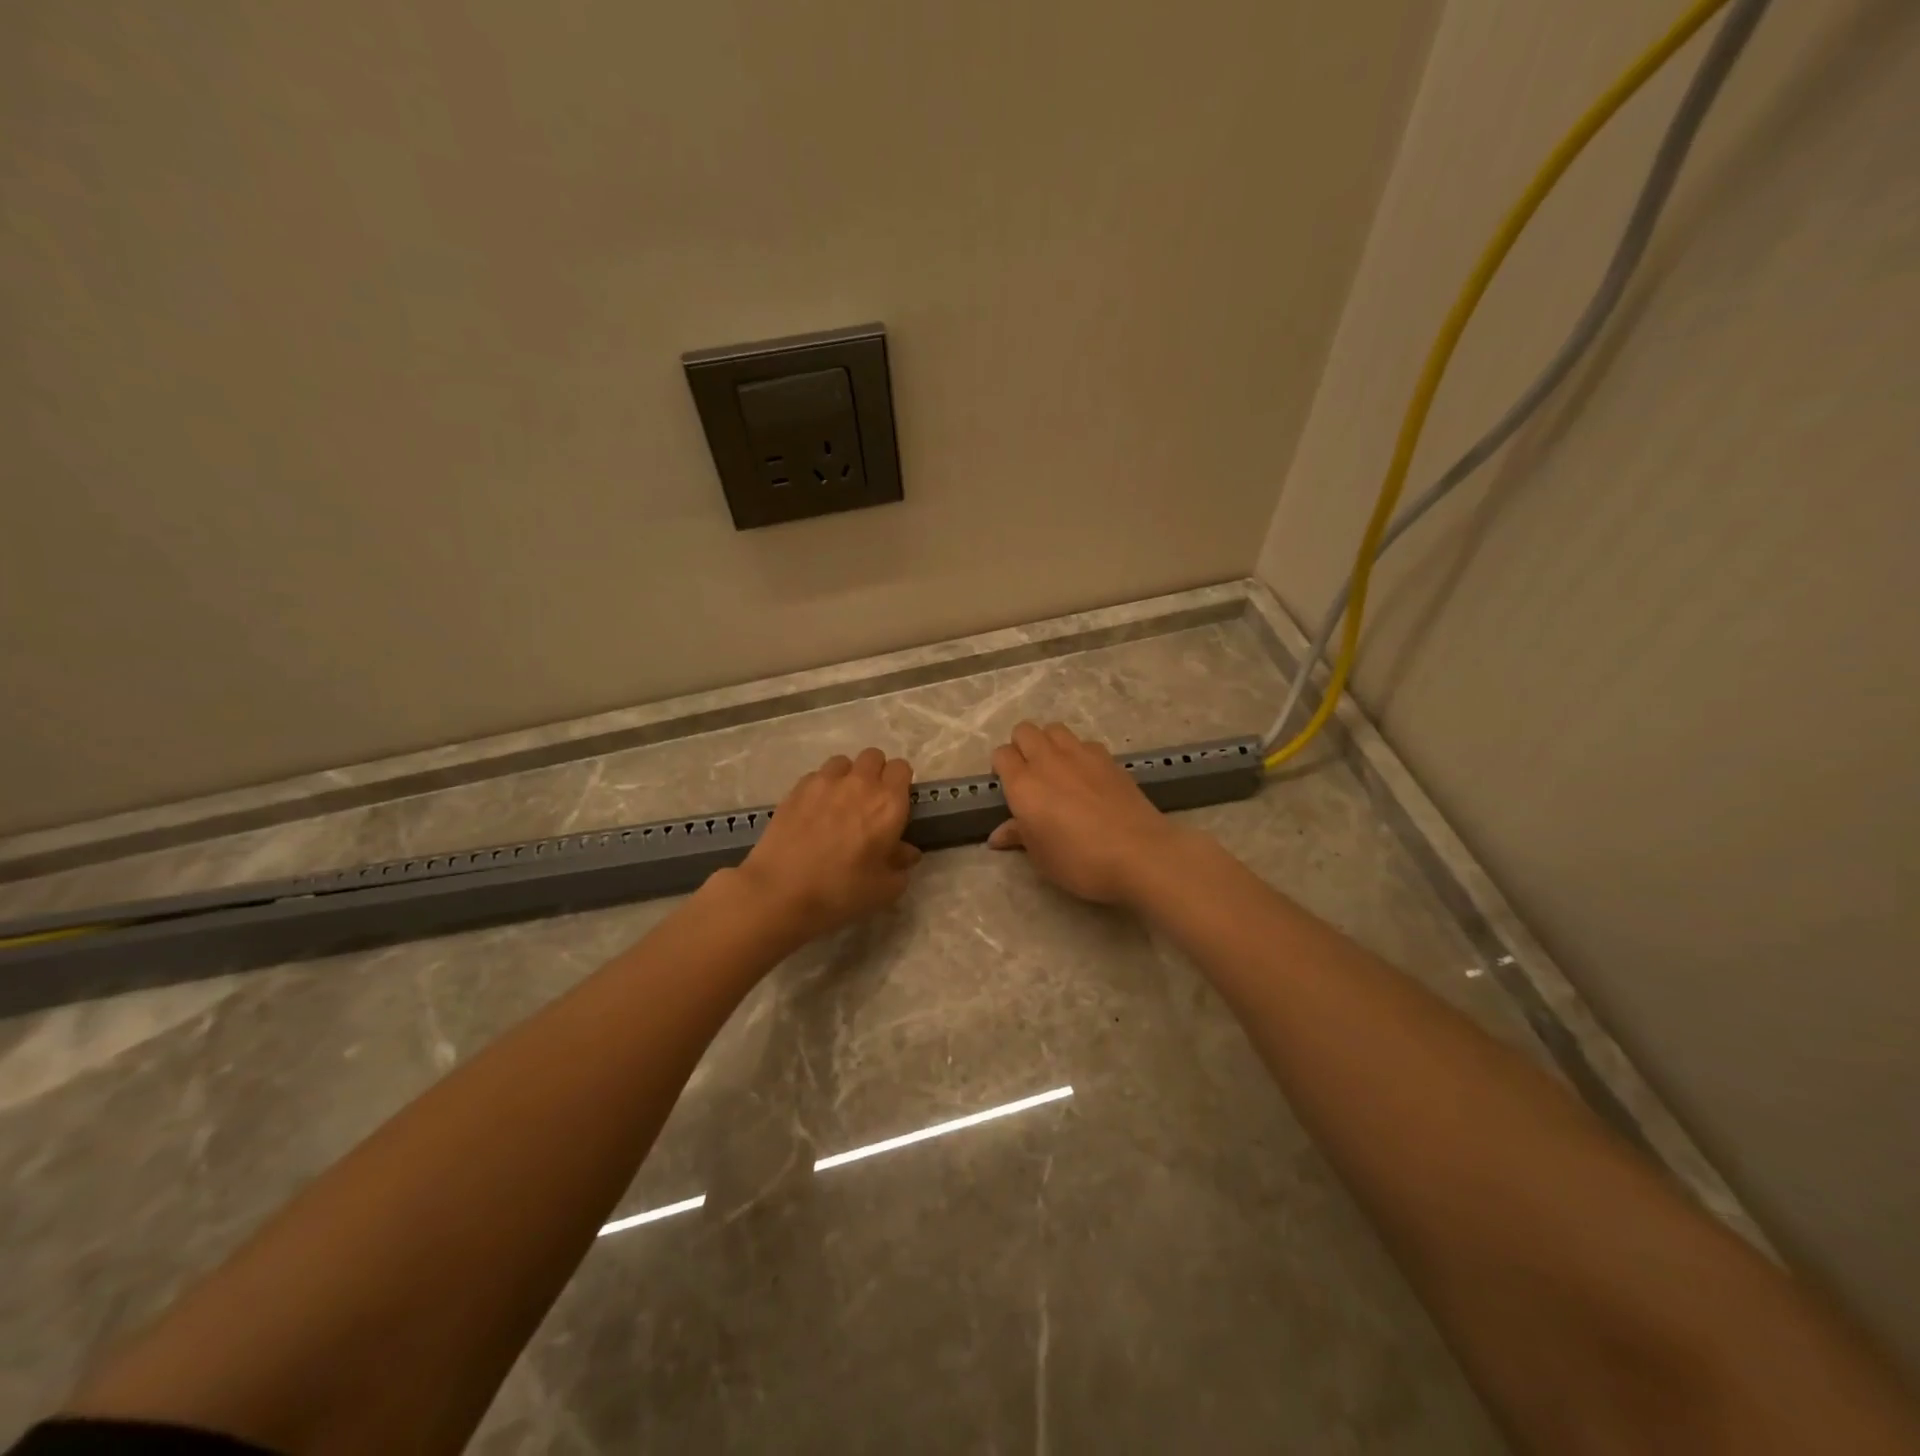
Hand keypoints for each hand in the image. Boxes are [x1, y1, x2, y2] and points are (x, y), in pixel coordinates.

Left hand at [735, 748, 920, 942]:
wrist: (781, 891)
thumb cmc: (841, 891)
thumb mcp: (885, 888)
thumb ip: (901, 864)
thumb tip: (906, 851)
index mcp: (888, 803)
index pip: (902, 768)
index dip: (900, 782)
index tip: (895, 803)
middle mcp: (860, 783)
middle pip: (874, 756)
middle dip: (876, 773)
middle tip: (869, 802)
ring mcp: (825, 782)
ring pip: (843, 762)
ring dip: (847, 776)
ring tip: (839, 802)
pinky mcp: (796, 788)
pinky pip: (816, 776)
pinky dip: (820, 787)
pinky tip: (814, 812)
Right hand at [988, 722, 1183, 905]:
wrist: (1139, 854)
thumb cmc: (1080, 861)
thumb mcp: (1041, 857)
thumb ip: (1019, 836)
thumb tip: (998, 834)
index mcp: (1024, 785)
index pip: (1001, 755)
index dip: (1002, 767)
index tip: (1009, 787)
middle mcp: (1048, 761)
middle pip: (1025, 731)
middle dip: (1022, 746)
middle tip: (1030, 775)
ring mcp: (1081, 754)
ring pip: (1054, 729)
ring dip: (1050, 743)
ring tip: (1058, 769)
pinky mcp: (1108, 758)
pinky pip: (1084, 743)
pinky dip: (1079, 753)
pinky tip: (1088, 777)